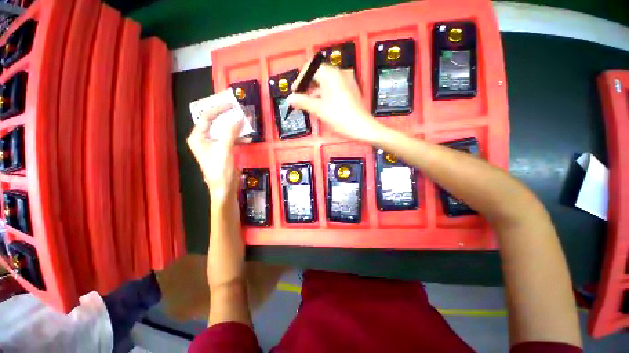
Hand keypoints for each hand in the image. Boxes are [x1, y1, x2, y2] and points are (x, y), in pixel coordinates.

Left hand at [187, 104, 242, 200]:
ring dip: (235, 127)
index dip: (218, 108)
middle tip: (239, 110)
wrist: (225, 188)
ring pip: (224, 130)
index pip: (206, 117)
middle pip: (215, 122)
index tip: (231, 103)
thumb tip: (239, 116)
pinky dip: (238, 137)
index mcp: (198, 137)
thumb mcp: (225, 149)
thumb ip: (231, 131)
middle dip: (228, 117)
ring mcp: (213, 145)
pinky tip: (247, 138)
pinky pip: (230, 139)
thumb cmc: (221, 169)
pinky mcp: (222, 150)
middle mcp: (204, 139)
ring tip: (246, 123)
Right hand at [287, 64, 383, 142]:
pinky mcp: (349, 91)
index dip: (301, 79)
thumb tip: (291, 99)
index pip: (311, 68)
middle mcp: (340, 75)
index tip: (295, 90)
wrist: (362, 128)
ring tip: (309, 104)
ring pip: (326, 83)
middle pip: (318, 75)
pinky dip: (324, 95)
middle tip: (300, 98)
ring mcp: (346, 83)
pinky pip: (333, 89)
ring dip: (315, 92)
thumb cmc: (343, 118)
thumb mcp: (319, 110)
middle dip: (308, 86)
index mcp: (332, 75)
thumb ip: (303, 102)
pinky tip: (321, 106)